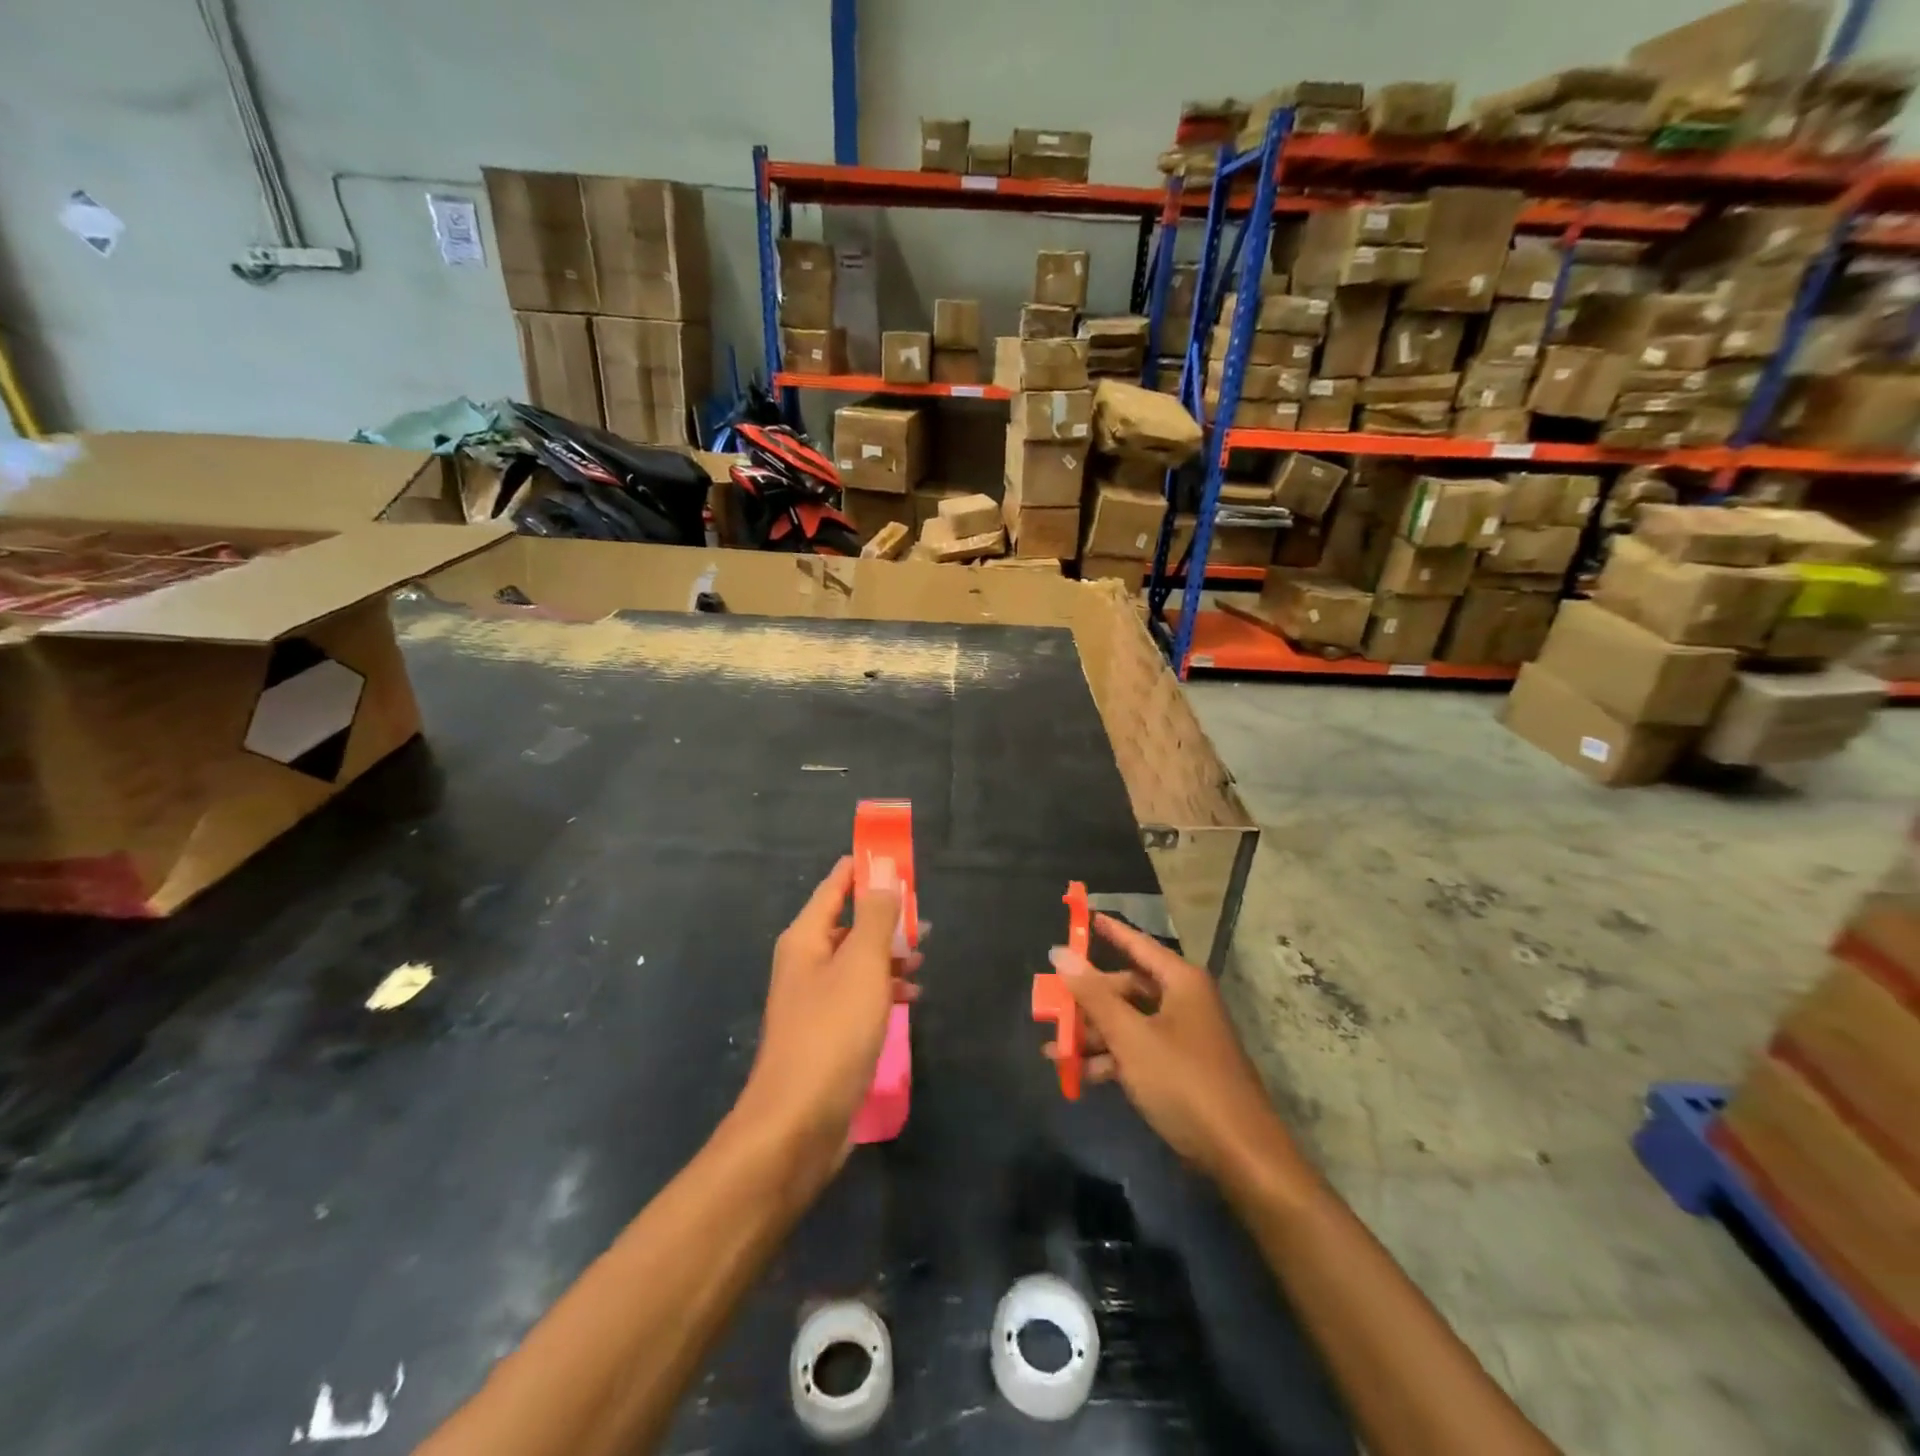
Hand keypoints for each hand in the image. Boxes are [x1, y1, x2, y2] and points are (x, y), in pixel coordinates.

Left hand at [736, 856, 919, 1180]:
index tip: (897, 858)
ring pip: (856, 962)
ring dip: (889, 957)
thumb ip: (875, 916)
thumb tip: (883, 871)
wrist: (798, 1124)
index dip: (864, 868)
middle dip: (885, 918)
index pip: (835, 886)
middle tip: (923, 920)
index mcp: (805, 939)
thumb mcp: (861, 965)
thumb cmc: (831, 1033)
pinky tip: (911, 999)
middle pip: (848, 924)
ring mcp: (814, 1001)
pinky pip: (859, 997)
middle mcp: (805, 964)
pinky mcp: (827, 1035)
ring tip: (922, 960)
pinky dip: (884, 991)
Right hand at [1045, 914, 1294, 1182]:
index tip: (1083, 917)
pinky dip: (1112, 1058)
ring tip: (1054, 1049)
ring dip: (1094, 1034)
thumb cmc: (1184, 1082)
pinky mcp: (1181, 1069)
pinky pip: (1138, 1050)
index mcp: (1180, 982)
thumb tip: (1060, 953)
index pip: (1138, 944)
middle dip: (1088, 999)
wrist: (1240, 1155)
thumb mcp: (1131, 1037)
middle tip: (1051, 1004)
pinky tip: (1081, 1074)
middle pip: (1126, 988)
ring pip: (1129, 1022)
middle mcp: (1184, 1001)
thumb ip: (1093, 995)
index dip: (1109, 930)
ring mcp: (1184, 1036)